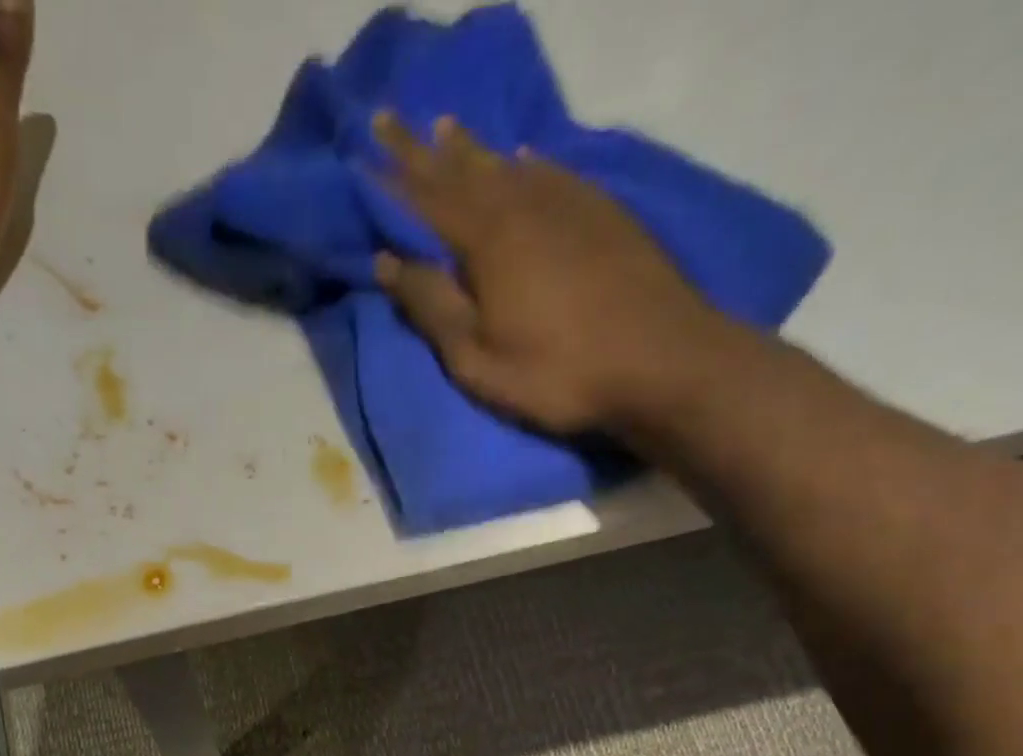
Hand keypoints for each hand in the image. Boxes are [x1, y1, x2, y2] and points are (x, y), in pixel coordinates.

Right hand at [372, 113, 720, 434]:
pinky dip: (528, 163)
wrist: (661, 360)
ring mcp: (568, 202)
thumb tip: (386, 262)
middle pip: (462, 171)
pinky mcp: (603, 213)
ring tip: (446, 127)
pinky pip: (552, 172)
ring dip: (472, 149)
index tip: (362, 149)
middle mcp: (523, 205)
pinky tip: (522, 157)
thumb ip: (431, 306)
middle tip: (390, 116)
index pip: (425, 197)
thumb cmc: (556, 371)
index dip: (391, 176)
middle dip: (421, 148)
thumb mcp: (477, 357)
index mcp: (486, 239)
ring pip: (507, 166)